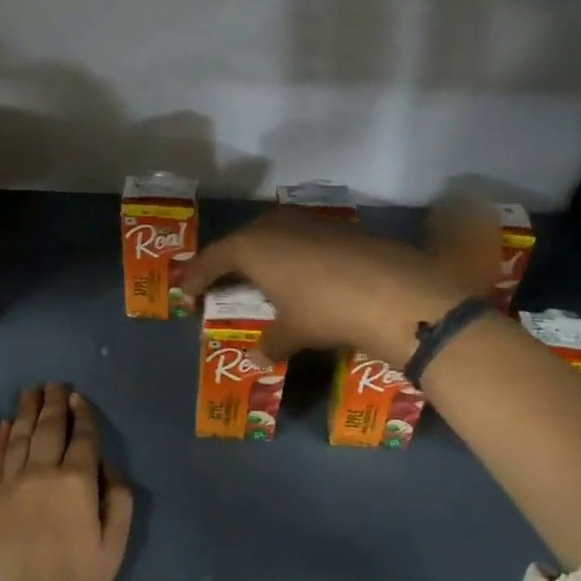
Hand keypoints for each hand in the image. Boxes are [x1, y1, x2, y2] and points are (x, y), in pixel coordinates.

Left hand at [0, 384, 133, 580]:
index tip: (79, 396)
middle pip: (48, 428)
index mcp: (77, 482)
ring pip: (19, 437)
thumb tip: (107, 467)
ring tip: (30, 391)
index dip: (82, 414)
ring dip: (26, 411)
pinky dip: (1, 440)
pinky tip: (4, 426)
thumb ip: (119, 500)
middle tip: (54, 384)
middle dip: (53, 403)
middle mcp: (41, 473)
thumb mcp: (114, 546)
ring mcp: (9, 486)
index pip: (82, 437)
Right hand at [177, 209, 463, 361]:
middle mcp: (274, 226)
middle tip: (221, 282)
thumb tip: (258, 358)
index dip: (197, 278)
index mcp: (251, 247)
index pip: (212, 259)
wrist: (393, 291)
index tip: (187, 295)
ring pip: (272, 234)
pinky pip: (299, 238)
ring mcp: (307, 223)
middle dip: (228, 261)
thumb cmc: (325, 310)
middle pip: (240, 241)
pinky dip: (291, 254)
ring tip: (261, 277)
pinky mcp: (336, 227)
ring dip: (262, 254)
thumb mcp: (293, 331)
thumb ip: (271, 342)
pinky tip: (301, 274)